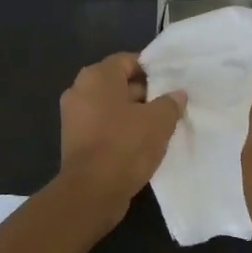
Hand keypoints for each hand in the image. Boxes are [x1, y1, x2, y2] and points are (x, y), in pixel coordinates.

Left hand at [58, 53, 186, 224]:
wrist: (91, 192)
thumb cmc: (125, 145)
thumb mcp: (159, 121)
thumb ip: (170, 103)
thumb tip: (177, 94)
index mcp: (97, 76)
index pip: (128, 60)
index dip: (152, 70)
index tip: (172, 83)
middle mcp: (80, 90)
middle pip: (118, 83)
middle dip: (145, 93)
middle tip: (169, 106)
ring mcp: (74, 117)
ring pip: (111, 107)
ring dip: (133, 114)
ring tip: (160, 126)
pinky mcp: (74, 140)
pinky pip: (103, 126)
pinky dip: (120, 130)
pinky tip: (142, 144)